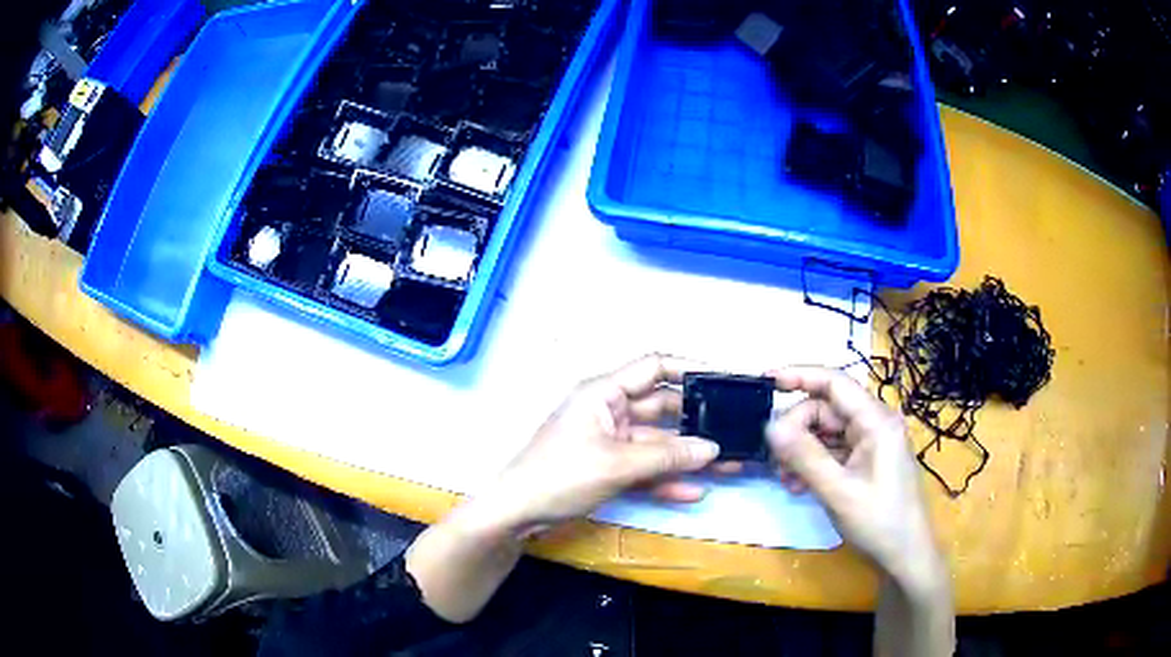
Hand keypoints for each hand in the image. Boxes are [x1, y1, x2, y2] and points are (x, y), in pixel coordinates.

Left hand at [478, 354, 721, 534]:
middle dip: (698, 421)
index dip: (690, 369)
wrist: (517, 513)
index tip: (724, 380)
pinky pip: (645, 469)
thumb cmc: (561, 475)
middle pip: (663, 408)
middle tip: (736, 430)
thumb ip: (667, 457)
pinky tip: (695, 491)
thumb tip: (713, 448)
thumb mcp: (618, 465)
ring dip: (689, 456)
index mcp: (605, 393)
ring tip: (730, 464)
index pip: (655, 366)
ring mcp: (611, 441)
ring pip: (658, 444)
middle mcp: (611, 411)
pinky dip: (667, 479)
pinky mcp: (609, 468)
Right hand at [766, 367, 944, 593]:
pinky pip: (834, 450)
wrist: (906, 555)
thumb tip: (770, 425)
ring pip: (826, 431)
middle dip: (796, 429)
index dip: (799, 375)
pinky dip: (813, 463)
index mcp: (876, 421)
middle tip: (774, 459)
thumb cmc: (879, 522)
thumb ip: (805, 457)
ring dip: (802, 450)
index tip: (765, 381)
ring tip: (785, 479)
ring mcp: (872, 443)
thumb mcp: (838, 492)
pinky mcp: (867, 461)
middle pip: (826, 409)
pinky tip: (799, 486)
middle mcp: (875, 423)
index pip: (835, 382)